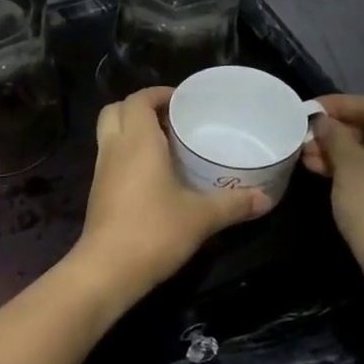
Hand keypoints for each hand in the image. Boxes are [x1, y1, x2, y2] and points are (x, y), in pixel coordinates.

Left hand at [71, 87, 267, 299]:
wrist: (108, 269)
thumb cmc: (154, 231)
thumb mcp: (201, 216)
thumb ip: (233, 203)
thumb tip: (265, 199)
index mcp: (137, 141)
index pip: (139, 99)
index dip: (159, 94)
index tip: (184, 102)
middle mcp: (114, 148)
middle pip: (116, 110)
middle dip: (141, 108)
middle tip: (172, 121)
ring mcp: (102, 171)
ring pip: (110, 135)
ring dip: (133, 132)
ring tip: (167, 146)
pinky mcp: (98, 193)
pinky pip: (111, 159)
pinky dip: (128, 155)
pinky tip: (155, 176)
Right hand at [301, 94, 363, 262]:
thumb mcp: (347, 164)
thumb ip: (334, 135)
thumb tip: (324, 121)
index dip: (337, 105)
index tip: (308, 108)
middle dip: (339, 134)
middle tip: (306, 139)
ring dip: (345, 154)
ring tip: (309, 159)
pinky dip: (361, 170)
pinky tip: (330, 174)